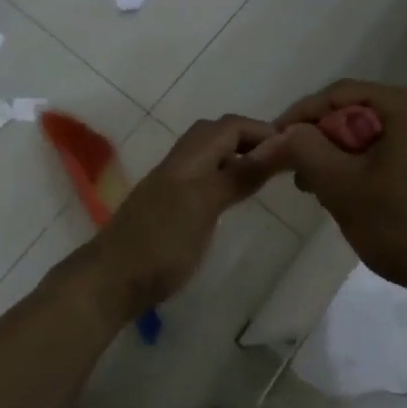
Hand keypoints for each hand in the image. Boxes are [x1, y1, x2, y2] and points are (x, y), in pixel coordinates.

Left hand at [78, 115, 278, 321]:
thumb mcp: (204, 206)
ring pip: (208, 155)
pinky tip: (235, 196)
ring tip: (266, 174)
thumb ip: (239, 175)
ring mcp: (171, 186)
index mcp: (188, 159)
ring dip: (237, 155)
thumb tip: (277, 144)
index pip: (230, 126)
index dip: (262, 130)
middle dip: (250, 138)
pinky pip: (203, 177)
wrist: (111, 281)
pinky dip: (225, 176)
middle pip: (217, 134)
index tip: (295, 147)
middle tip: (281, 158)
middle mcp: (179, 164)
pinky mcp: (169, 208)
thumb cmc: (161, 243)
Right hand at [245, 80, 406, 304]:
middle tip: (299, 174)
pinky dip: (373, 165)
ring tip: (323, 190)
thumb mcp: (343, 187)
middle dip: (325, 140)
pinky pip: (402, 149)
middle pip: (363, 111)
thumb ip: (305, 150)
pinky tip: (359, 195)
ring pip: (381, 133)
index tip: (274, 142)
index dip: (302, 115)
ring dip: (347, 156)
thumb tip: (282, 134)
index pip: (342, 93)